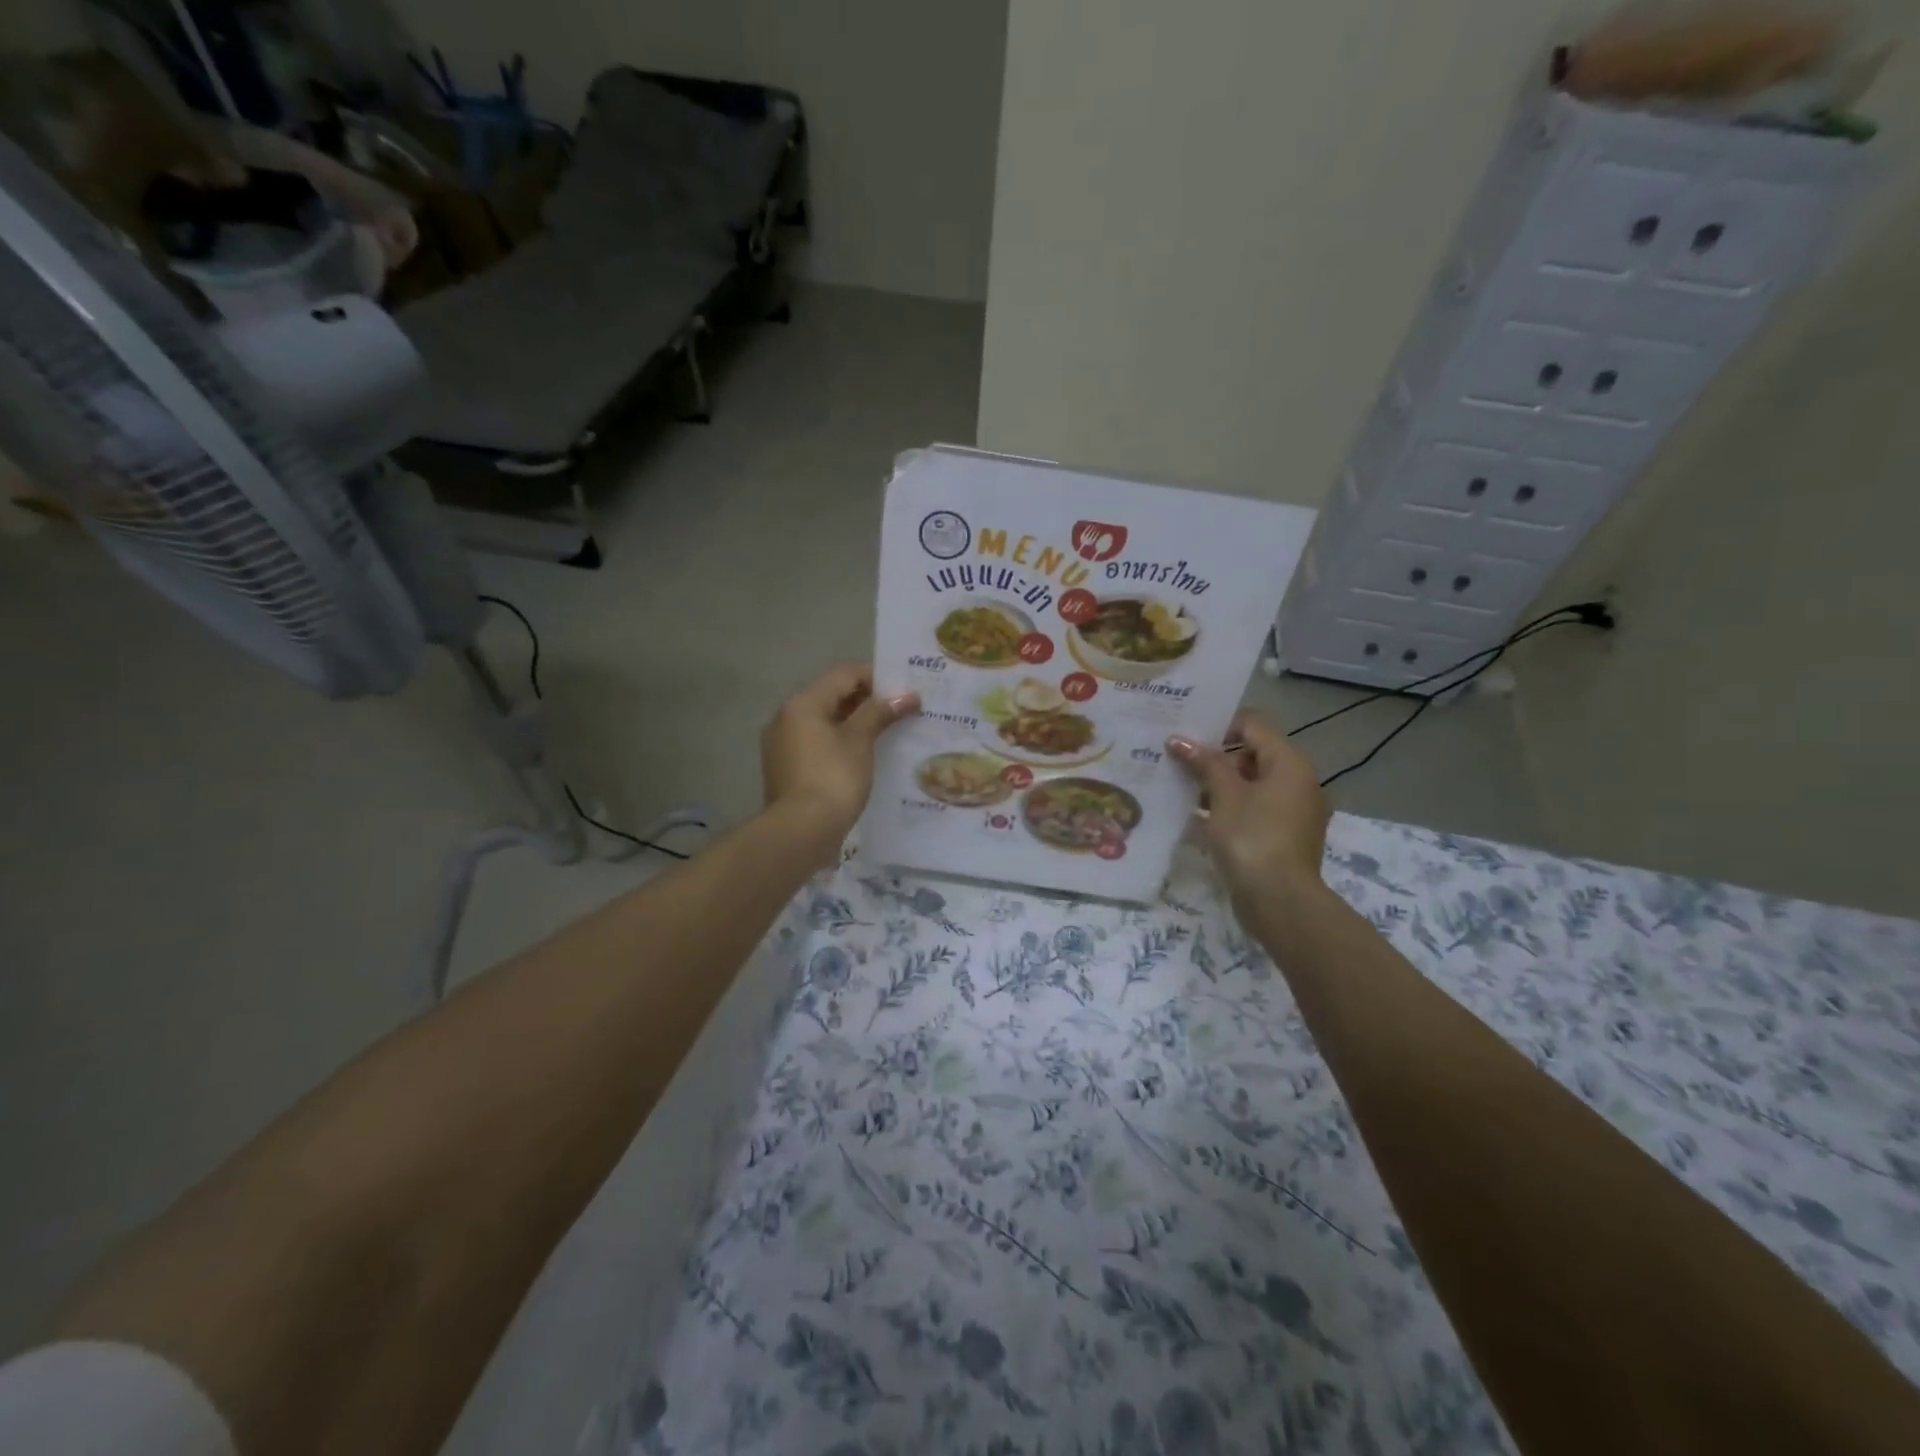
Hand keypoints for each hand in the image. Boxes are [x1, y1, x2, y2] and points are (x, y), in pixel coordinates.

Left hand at [761, 664, 918, 850]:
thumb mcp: (860, 741)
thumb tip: (907, 696)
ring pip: (825, 722)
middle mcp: (786, 718)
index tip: (904, 689)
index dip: (877, 677)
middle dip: (867, 701)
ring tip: (888, 733)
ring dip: (855, 723)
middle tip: (901, 710)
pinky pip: (818, 745)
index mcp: (803, 703)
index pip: (843, 674)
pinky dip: (841, 744)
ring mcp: (783, 745)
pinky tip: (865, 757)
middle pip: (832, 696)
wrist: (801, 832)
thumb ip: (880, 713)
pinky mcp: (787, 770)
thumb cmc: (833, 778)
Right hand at [1168, 712, 1329, 900]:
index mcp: (1289, 764)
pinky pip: (1253, 811)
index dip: (1218, 724)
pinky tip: (1195, 817)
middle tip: (1177, 759)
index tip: (1185, 733)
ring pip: (1250, 786)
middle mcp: (1298, 783)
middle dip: (1214, 757)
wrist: (1279, 901)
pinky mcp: (1282, 838)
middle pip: (1252, 755)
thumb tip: (1178, 739)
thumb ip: (1203, 763)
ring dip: (1218, 785)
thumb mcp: (1224, 795)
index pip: (1252, 725)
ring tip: (1179, 787)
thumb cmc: (1252, 837)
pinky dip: (1228, 809)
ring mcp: (1293, 813)